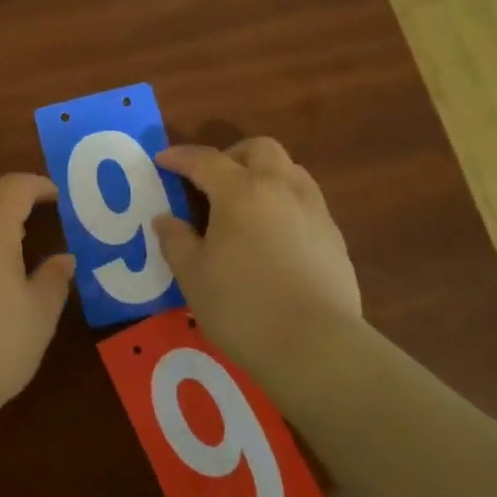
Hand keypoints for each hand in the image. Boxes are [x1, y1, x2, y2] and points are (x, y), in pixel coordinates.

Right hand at [153, 137, 361, 377]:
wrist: (317, 347)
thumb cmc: (243, 306)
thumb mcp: (193, 275)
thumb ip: (175, 240)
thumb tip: (165, 219)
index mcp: (240, 190)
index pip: (204, 159)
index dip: (179, 157)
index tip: (162, 161)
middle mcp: (280, 188)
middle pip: (258, 149)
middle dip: (231, 155)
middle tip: (211, 182)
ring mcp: (313, 210)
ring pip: (289, 170)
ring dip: (263, 174)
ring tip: (245, 205)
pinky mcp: (334, 237)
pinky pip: (306, 200)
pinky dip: (284, 203)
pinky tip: (273, 235)